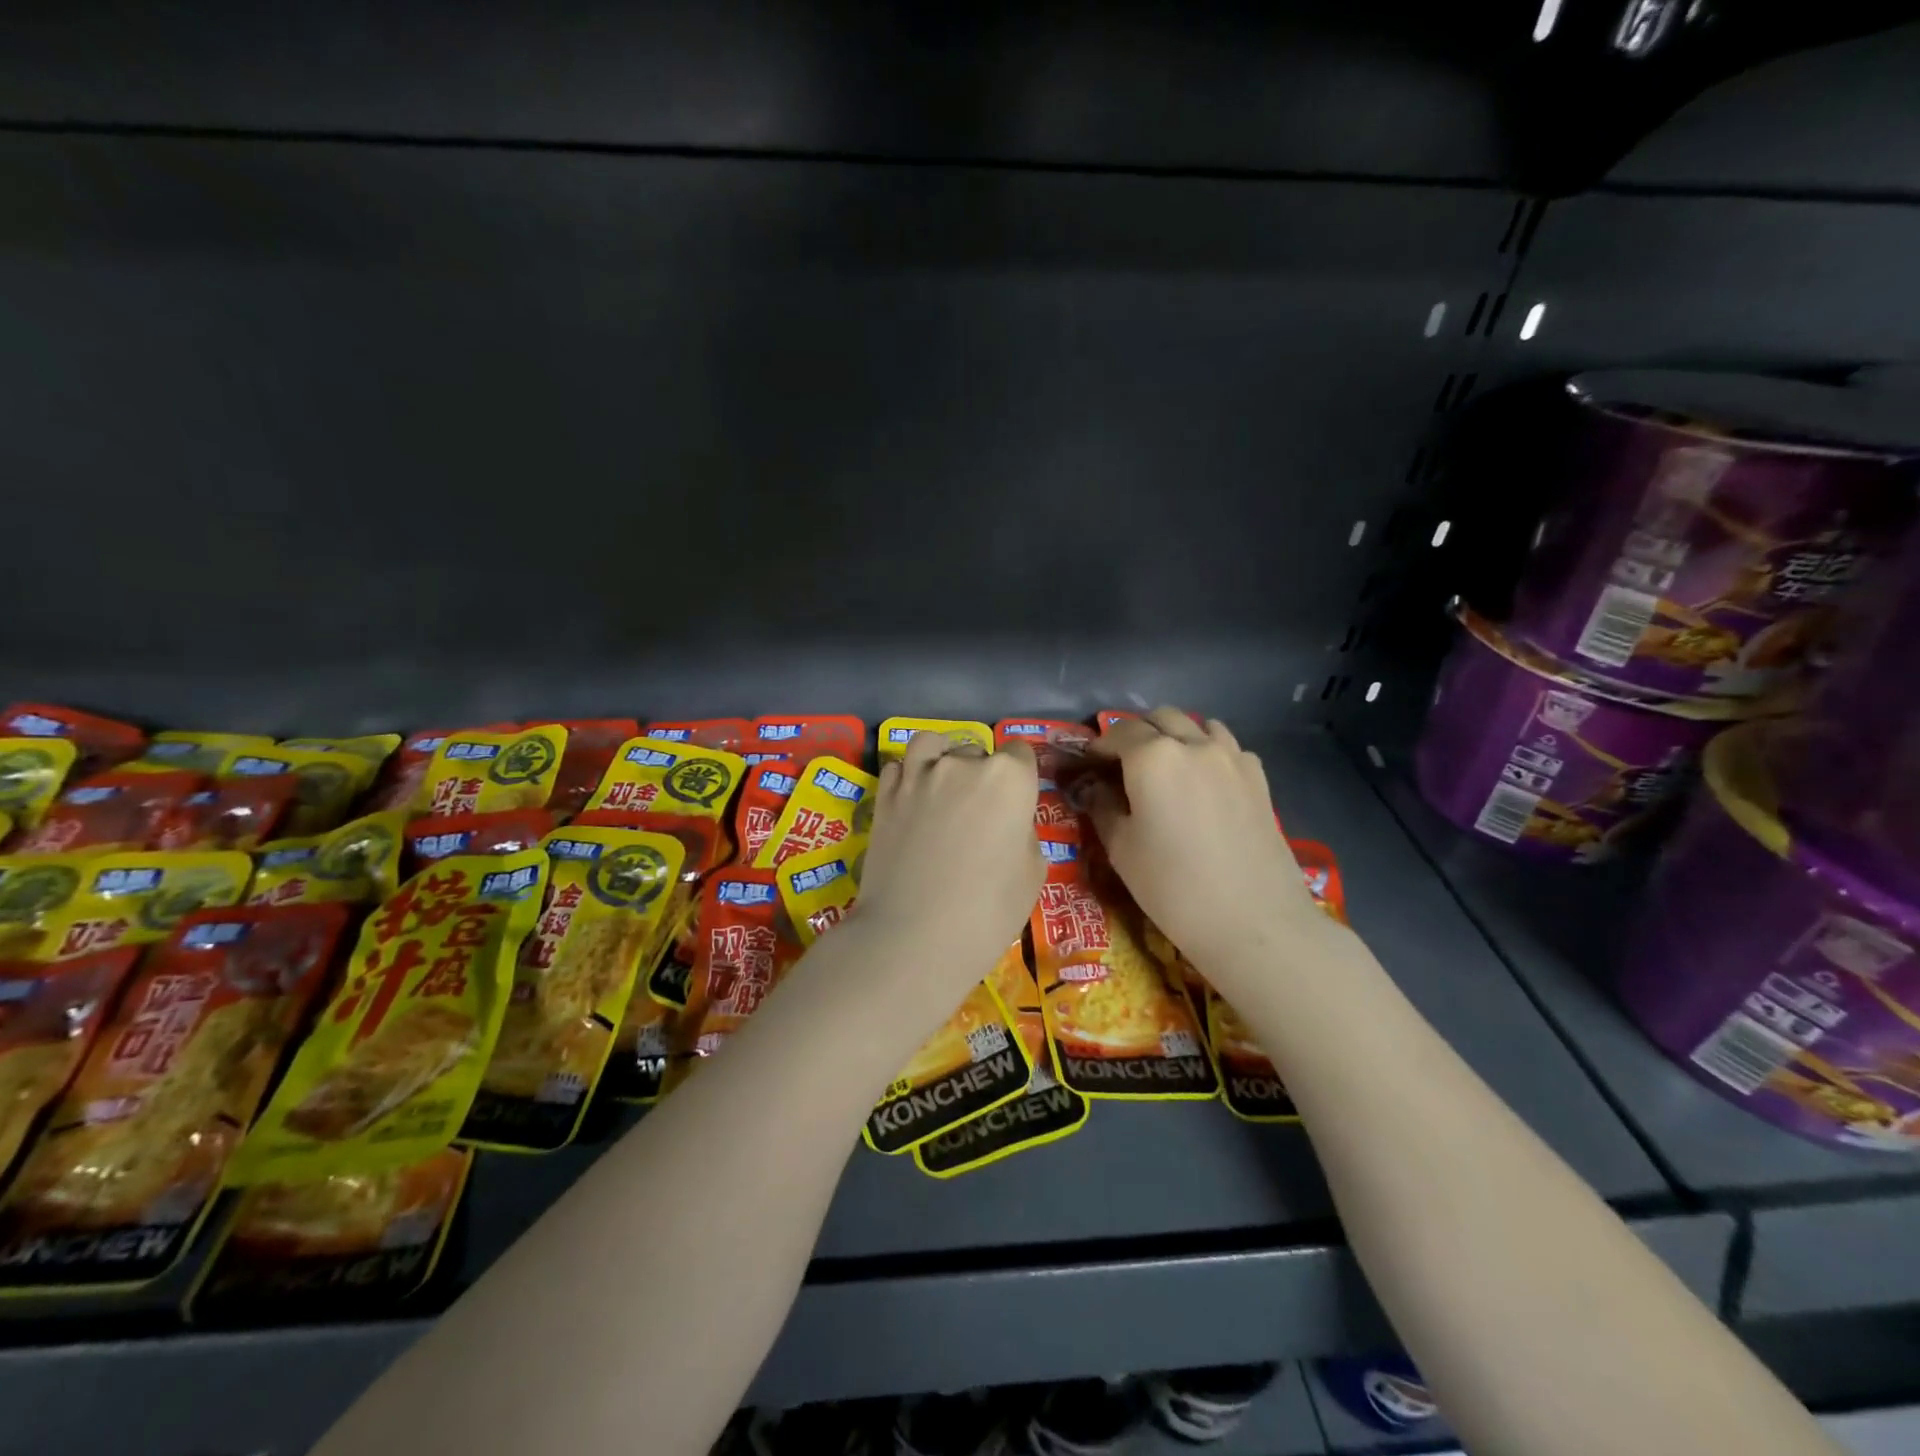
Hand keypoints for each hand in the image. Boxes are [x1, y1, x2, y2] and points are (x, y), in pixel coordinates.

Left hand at [850, 731, 1042, 1020]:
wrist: (912, 938)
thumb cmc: (987, 911)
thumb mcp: (1032, 873)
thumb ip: (1023, 831)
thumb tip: (1007, 822)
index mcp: (1008, 778)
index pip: (1020, 754)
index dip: (1021, 778)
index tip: (1016, 804)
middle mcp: (962, 764)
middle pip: (977, 751)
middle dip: (981, 774)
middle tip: (978, 815)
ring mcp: (917, 775)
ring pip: (932, 745)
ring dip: (941, 759)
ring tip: (942, 788)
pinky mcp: (884, 795)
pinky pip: (899, 767)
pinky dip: (907, 776)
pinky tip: (912, 800)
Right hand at [1084, 709, 1321, 969]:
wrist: (1254, 922)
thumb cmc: (1173, 887)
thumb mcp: (1121, 850)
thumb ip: (1103, 808)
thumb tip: (1097, 789)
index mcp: (1153, 757)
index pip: (1118, 733)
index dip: (1099, 747)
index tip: (1088, 765)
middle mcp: (1193, 744)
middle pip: (1160, 719)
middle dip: (1137, 734)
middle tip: (1123, 765)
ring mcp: (1232, 758)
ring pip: (1198, 725)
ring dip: (1175, 736)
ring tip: (1166, 768)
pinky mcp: (1258, 778)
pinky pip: (1227, 747)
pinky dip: (1208, 751)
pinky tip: (1204, 782)